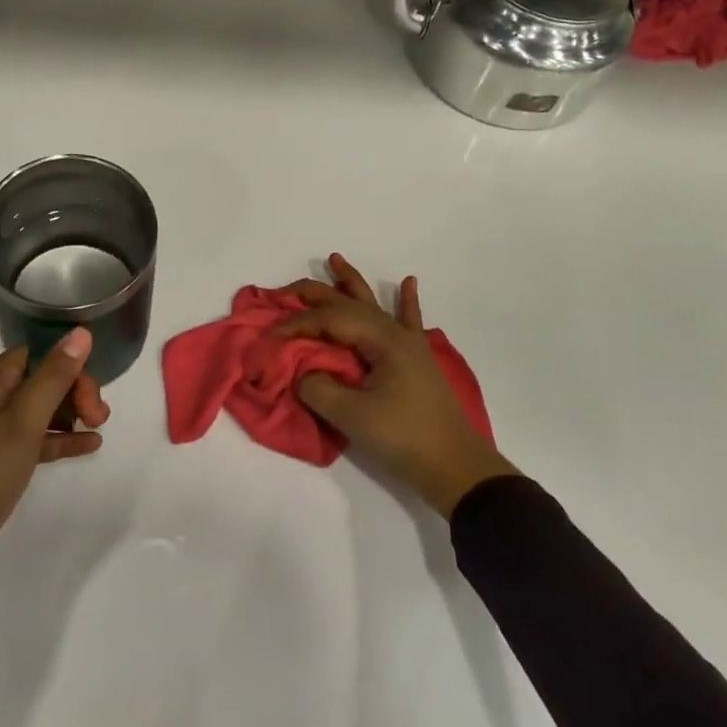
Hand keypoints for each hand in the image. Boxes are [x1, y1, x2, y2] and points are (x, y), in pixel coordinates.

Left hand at [0, 327, 109, 616]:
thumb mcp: (22, 424)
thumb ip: (54, 377)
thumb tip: (80, 331)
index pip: (38, 354)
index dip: (70, 368)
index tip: (92, 397)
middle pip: (39, 379)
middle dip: (73, 392)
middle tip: (99, 418)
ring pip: (35, 409)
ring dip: (68, 415)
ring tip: (98, 430)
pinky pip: (27, 438)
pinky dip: (54, 439)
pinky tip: (87, 446)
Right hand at [279, 254, 518, 516]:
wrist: (456, 467)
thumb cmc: (404, 438)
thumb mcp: (353, 416)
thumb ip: (318, 389)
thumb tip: (302, 374)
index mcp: (381, 340)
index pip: (329, 319)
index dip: (297, 324)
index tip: (270, 337)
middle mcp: (395, 333)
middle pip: (348, 303)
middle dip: (315, 293)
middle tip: (284, 290)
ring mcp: (409, 345)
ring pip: (373, 304)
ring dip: (351, 282)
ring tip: (335, 259)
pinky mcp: (416, 361)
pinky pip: (409, 321)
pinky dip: (406, 300)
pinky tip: (408, 282)